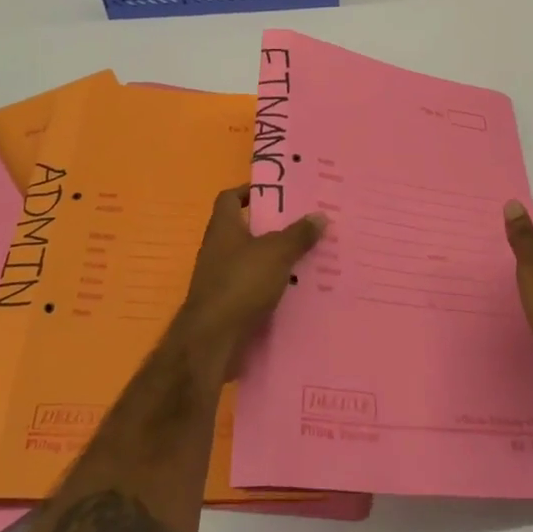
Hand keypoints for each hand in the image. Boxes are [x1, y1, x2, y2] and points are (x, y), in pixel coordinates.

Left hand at [179, 186, 324, 366]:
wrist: (212, 340)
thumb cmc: (241, 283)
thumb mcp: (276, 253)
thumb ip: (298, 234)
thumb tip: (320, 215)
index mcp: (223, 228)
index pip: (230, 198)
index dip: (250, 191)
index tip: (278, 193)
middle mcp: (218, 249)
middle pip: (246, 230)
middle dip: (273, 228)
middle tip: (305, 225)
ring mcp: (220, 279)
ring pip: (252, 261)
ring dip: (276, 260)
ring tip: (308, 258)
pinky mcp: (227, 305)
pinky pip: (254, 288)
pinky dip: (272, 287)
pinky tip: (296, 291)